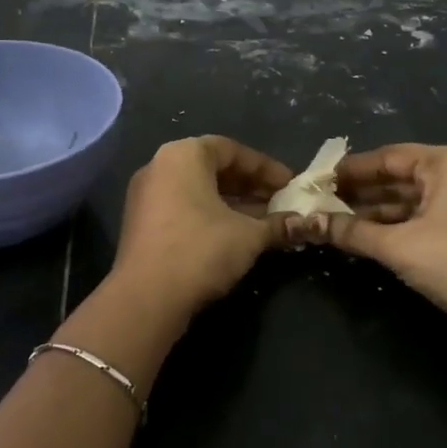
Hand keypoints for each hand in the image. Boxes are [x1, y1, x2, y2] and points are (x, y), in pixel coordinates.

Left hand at [110, 135, 293, 317]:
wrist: (146, 297)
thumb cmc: (201, 250)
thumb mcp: (249, 236)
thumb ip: (278, 224)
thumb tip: (304, 224)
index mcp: (183, 155)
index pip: (232, 149)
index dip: (265, 167)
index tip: (290, 184)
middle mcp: (159, 166)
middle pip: (213, 168)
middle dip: (250, 185)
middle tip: (280, 202)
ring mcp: (146, 195)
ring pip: (198, 190)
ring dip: (233, 203)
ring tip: (265, 221)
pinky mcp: (141, 223)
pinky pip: (183, 208)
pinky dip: (210, 215)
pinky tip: (236, 236)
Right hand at [309, 143, 446, 361]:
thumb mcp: (400, 246)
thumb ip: (352, 232)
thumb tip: (308, 223)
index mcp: (446, 164)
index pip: (387, 156)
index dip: (350, 169)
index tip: (316, 180)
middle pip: (395, 178)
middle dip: (357, 193)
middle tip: (316, 203)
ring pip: (404, 203)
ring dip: (370, 214)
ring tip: (329, 223)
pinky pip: (415, 223)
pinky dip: (388, 230)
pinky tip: (358, 240)